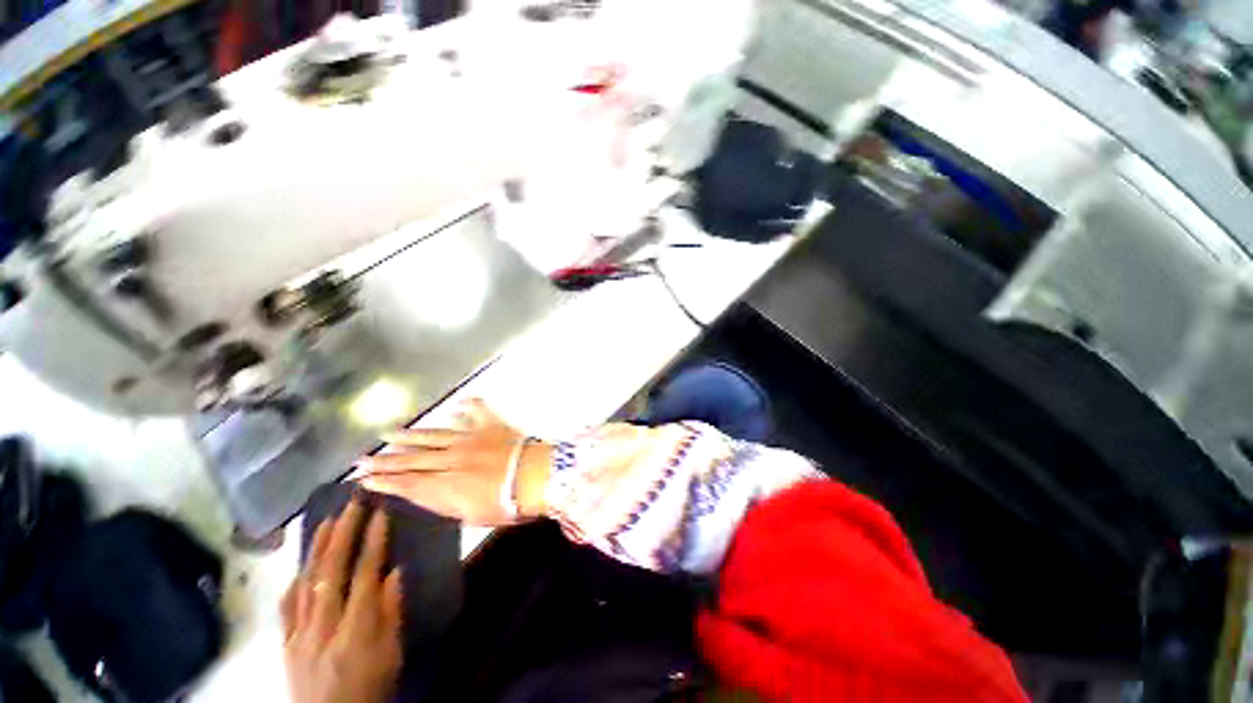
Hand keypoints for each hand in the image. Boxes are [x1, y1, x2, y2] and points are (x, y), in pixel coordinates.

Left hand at [281, 500, 402, 702]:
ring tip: (330, 518)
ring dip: (319, 546)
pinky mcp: (285, 642)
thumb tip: (396, 570)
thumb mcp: (392, 652)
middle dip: (344, 531)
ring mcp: (299, 633)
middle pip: (332, 570)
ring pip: (306, 581)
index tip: (381, 511)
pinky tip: (302, 562)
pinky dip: (296, 578)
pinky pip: (287, 604)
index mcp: (356, 628)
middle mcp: (323, 626)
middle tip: (354, 501)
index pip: (365, 572)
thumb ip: (392, 611)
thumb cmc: (372, 686)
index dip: (374, 539)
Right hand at [353, 398, 552, 525]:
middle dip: (386, 461)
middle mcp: (453, 458)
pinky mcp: (491, 426)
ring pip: (435, 435)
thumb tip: (425, 493)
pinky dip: (470, 406)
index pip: (408, 483)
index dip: (385, 482)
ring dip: (411, 435)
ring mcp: (472, 438)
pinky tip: (459, 402)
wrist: (535, 477)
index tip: (363, 480)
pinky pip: (478, 412)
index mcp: (447, 483)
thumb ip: (445, 503)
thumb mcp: (471, 515)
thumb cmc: (507, 504)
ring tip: (389, 433)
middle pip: (413, 459)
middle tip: (362, 459)